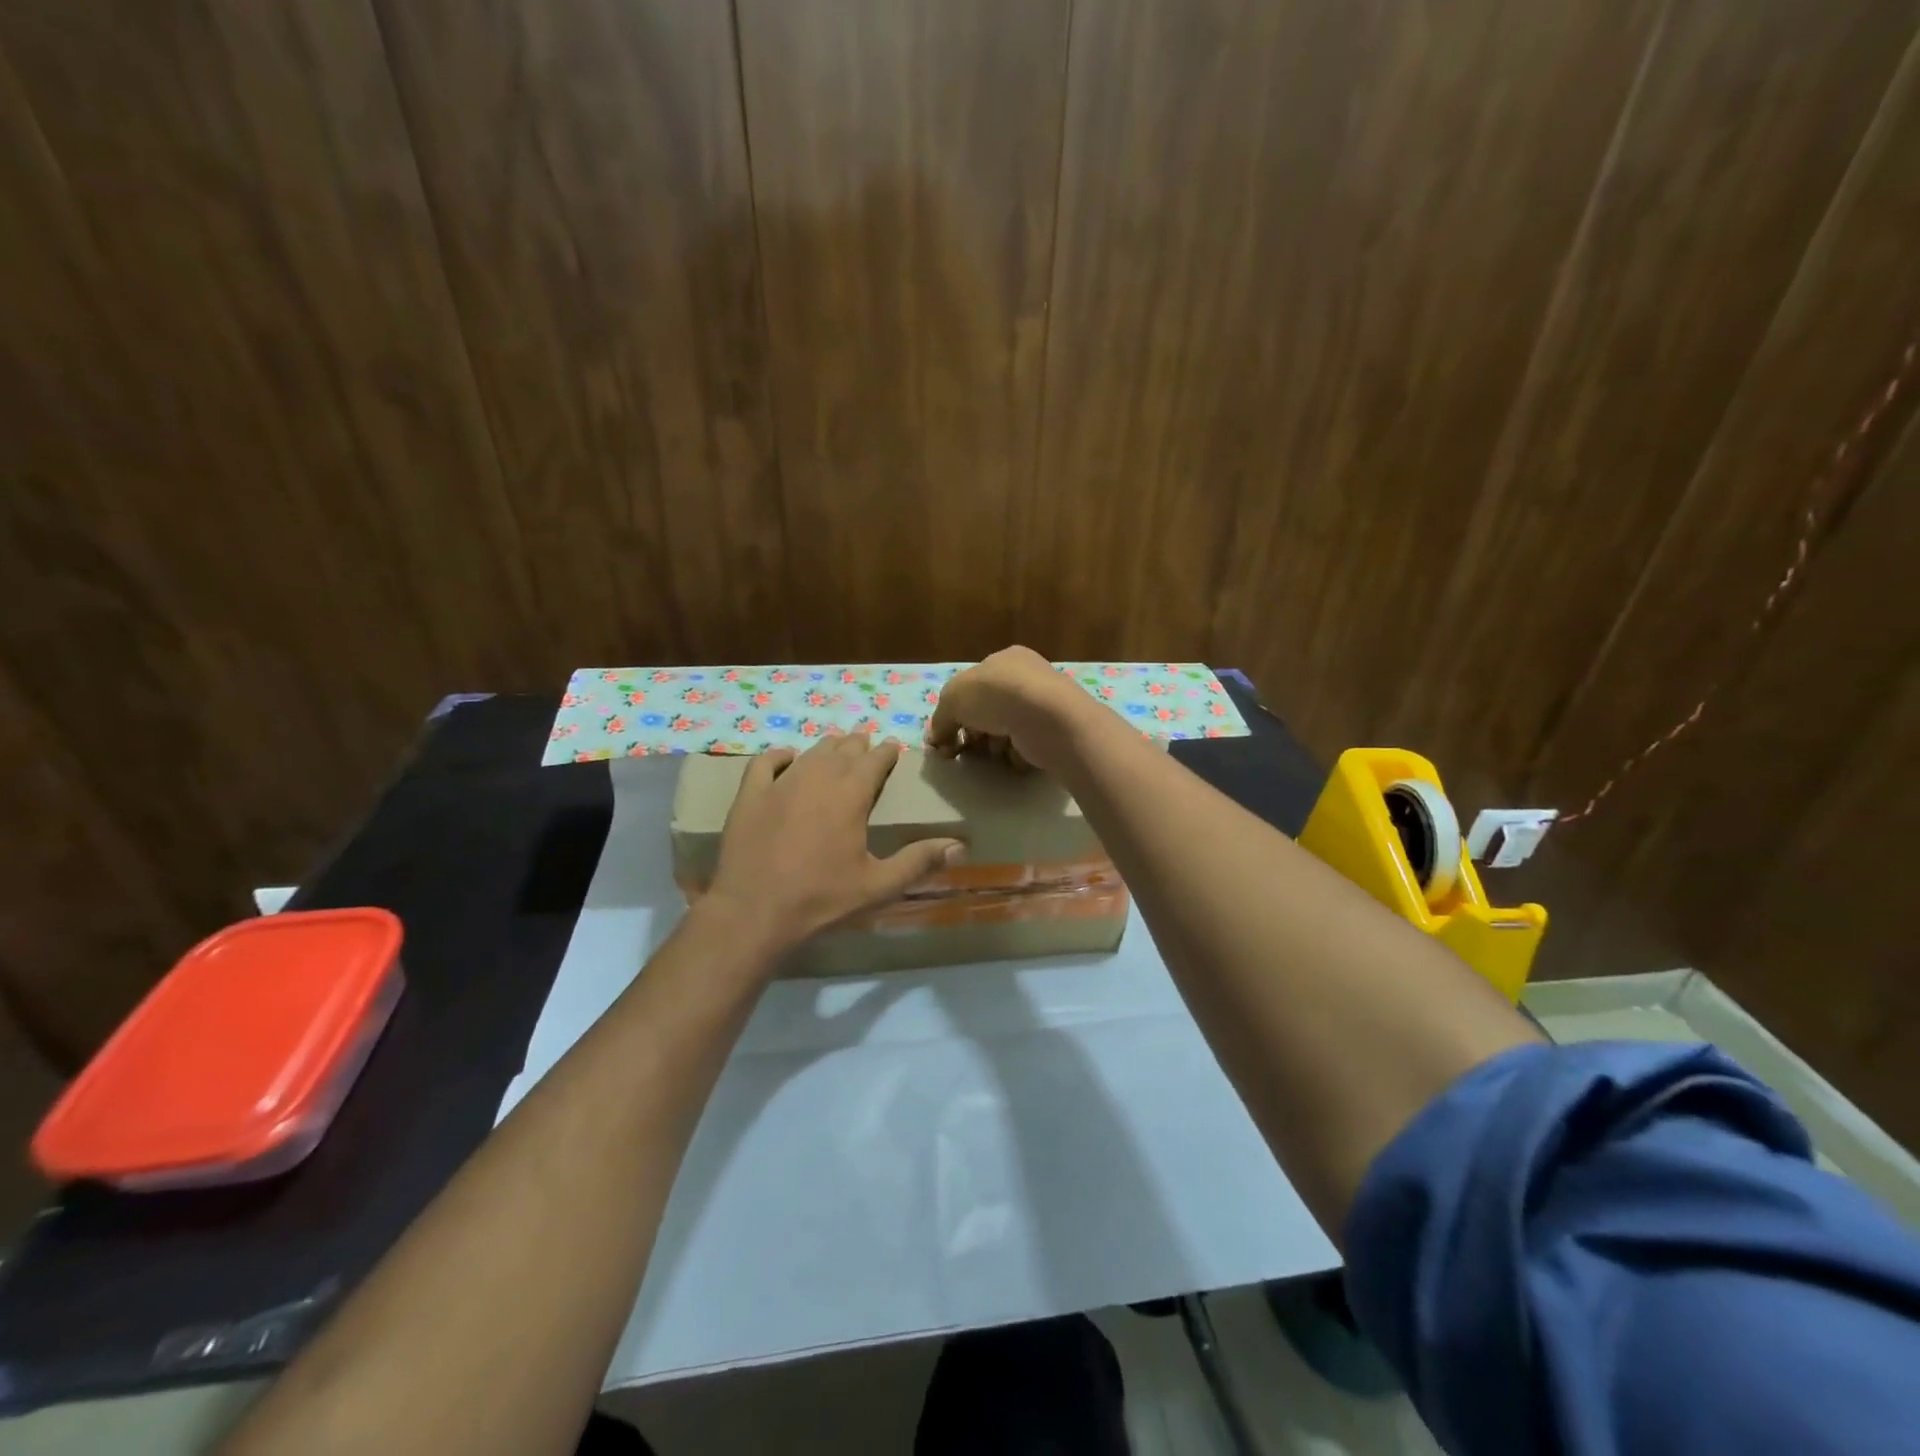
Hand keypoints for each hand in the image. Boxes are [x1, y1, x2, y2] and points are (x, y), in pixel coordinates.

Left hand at [706, 733, 964, 950]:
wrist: (754, 913)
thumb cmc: (821, 900)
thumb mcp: (878, 886)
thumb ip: (919, 862)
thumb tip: (960, 846)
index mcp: (851, 795)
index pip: (874, 761)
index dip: (886, 752)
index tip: (893, 748)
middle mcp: (817, 778)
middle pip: (843, 750)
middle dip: (858, 745)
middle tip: (867, 745)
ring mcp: (780, 784)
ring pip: (810, 753)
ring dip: (827, 747)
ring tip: (836, 747)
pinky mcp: (750, 795)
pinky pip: (765, 762)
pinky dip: (780, 755)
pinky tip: (787, 758)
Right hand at [926, 646, 1095, 772]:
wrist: (1048, 718)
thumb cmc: (997, 696)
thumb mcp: (953, 699)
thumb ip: (940, 719)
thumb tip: (936, 739)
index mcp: (1005, 659)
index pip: (973, 685)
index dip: (956, 711)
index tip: (947, 736)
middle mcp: (1028, 677)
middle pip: (989, 709)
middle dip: (974, 731)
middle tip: (966, 749)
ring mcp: (1045, 704)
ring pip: (1007, 729)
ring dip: (994, 743)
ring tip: (994, 751)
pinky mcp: (1057, 731)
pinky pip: (1027, 745)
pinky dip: (1017, 754)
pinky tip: (1015, 756)